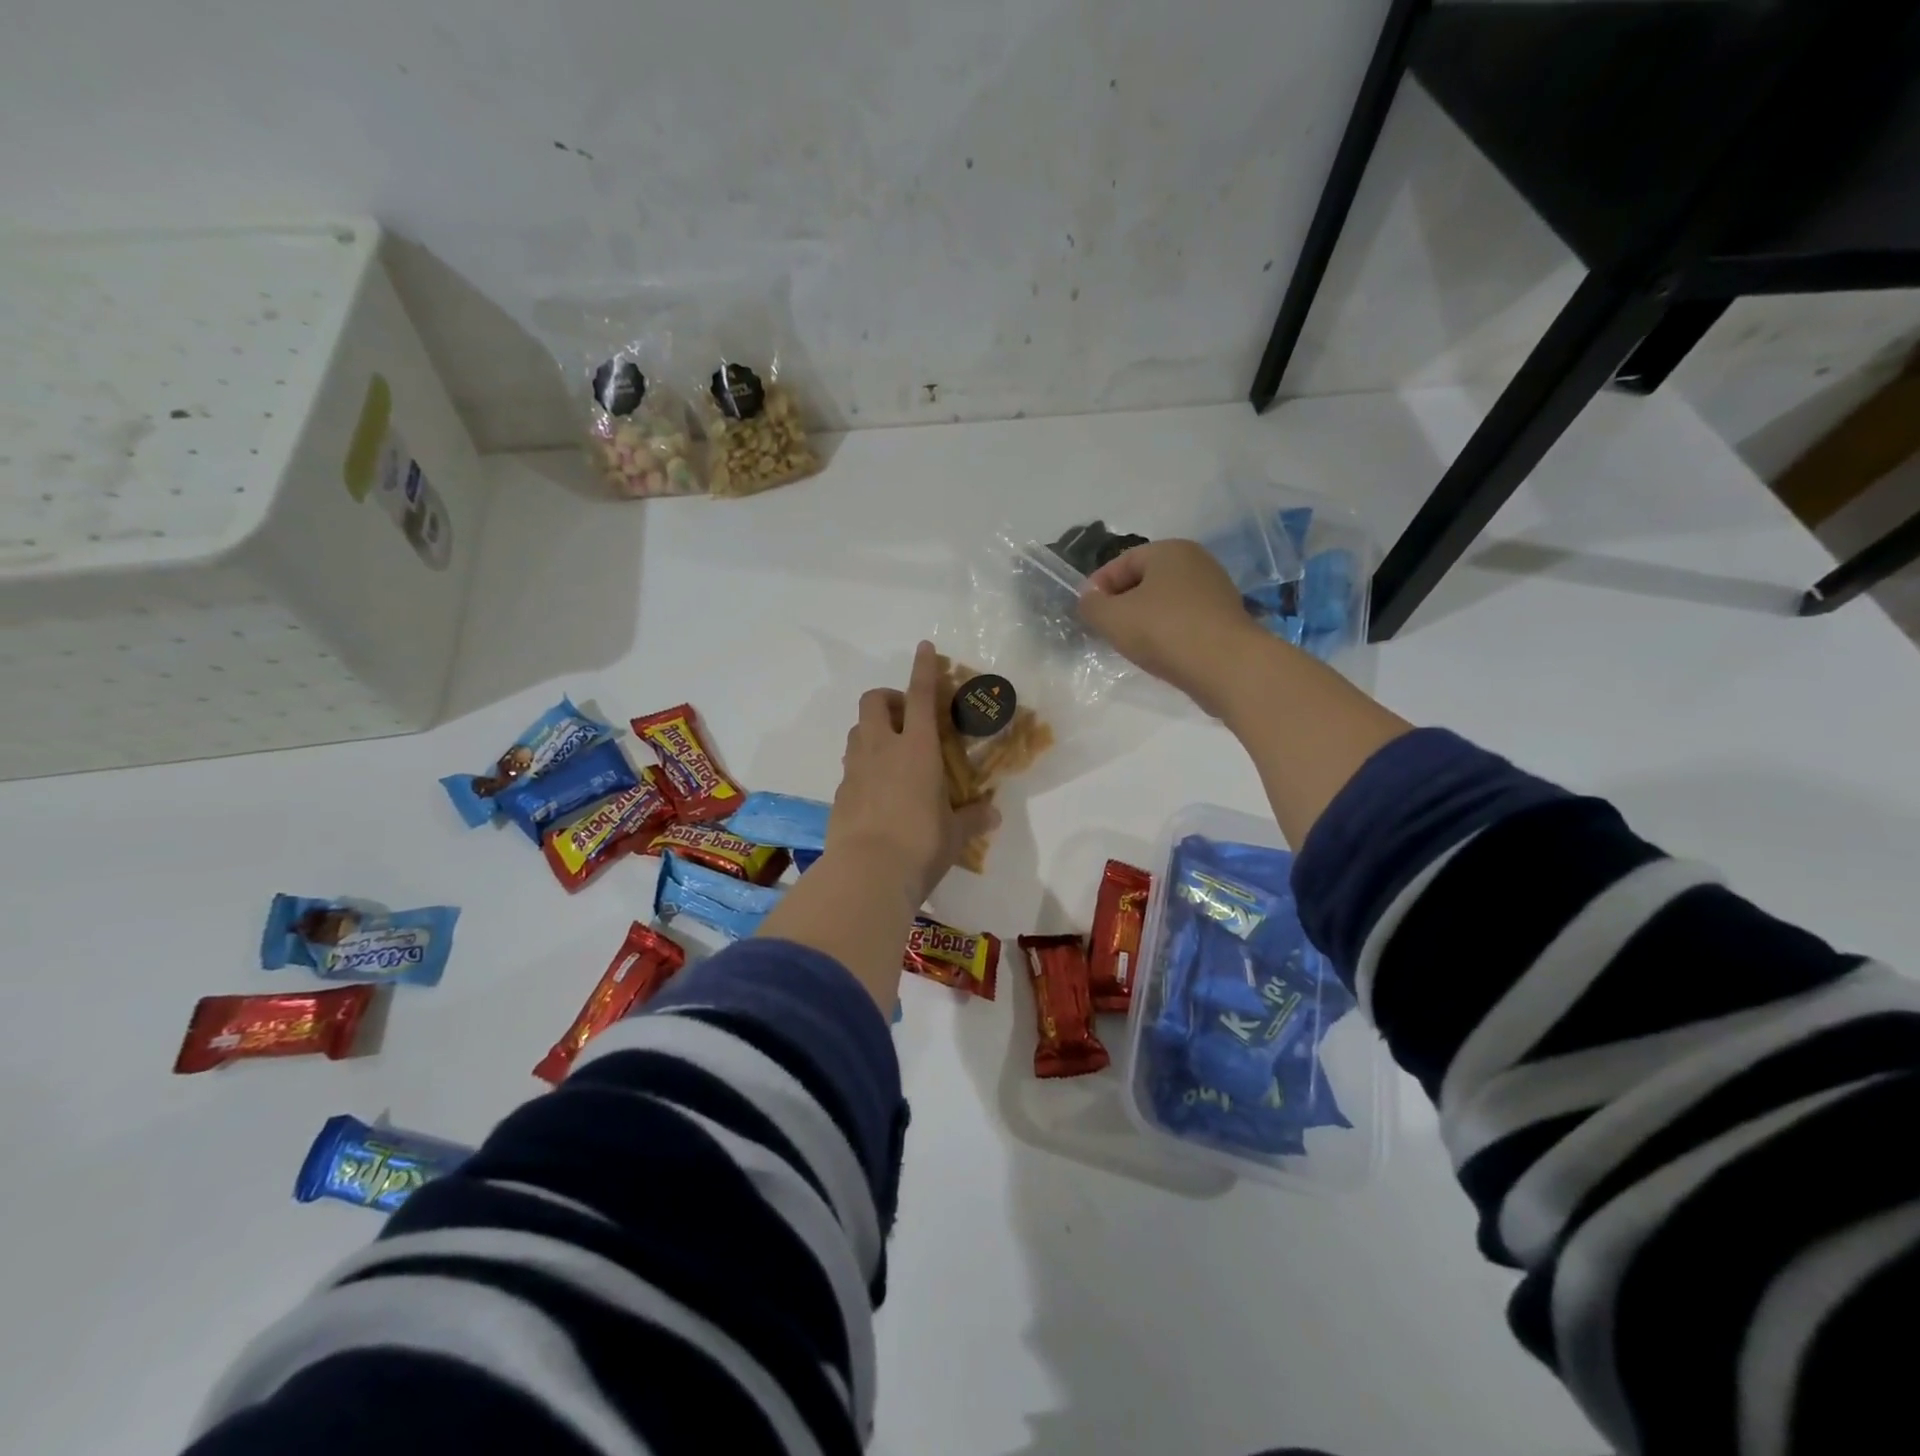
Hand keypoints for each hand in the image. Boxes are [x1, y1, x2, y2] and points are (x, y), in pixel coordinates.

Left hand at [827, 641, 998, 905]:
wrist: (867, 873)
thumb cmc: (921, 844)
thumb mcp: (955, 834)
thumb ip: (972, 819)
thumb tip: (992, 815)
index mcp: (917, 749)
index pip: (921, 696)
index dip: (923, 668)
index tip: (924, 646)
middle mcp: (882, 749)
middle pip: (874, 701)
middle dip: (888, 698)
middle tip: (906, 718)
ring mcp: (856, 769)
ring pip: (858, 730)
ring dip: (873, 729)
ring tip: (892, 753)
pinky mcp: (840, 792)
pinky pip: (851, 764)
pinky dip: (864, 765)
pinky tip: (878, 790)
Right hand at [1077, 539, 1268, 716]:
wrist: (1227, 666)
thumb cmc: (1163, 631)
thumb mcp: (1112, 618)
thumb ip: (1091, 605)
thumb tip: (1090, 599)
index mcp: (1169, 551)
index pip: (1122, 561)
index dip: (1098, 585)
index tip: (1086, 611)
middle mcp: (1196, 562)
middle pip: (1145, 580)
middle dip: (1122, 602)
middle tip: (1105, 628)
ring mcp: (1216, 590)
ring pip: (1165, 601)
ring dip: (1145, 619)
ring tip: (1130, 644)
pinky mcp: (1226, 619)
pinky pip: (1185, 620)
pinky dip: (1168, 632)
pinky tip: (1159, 653)